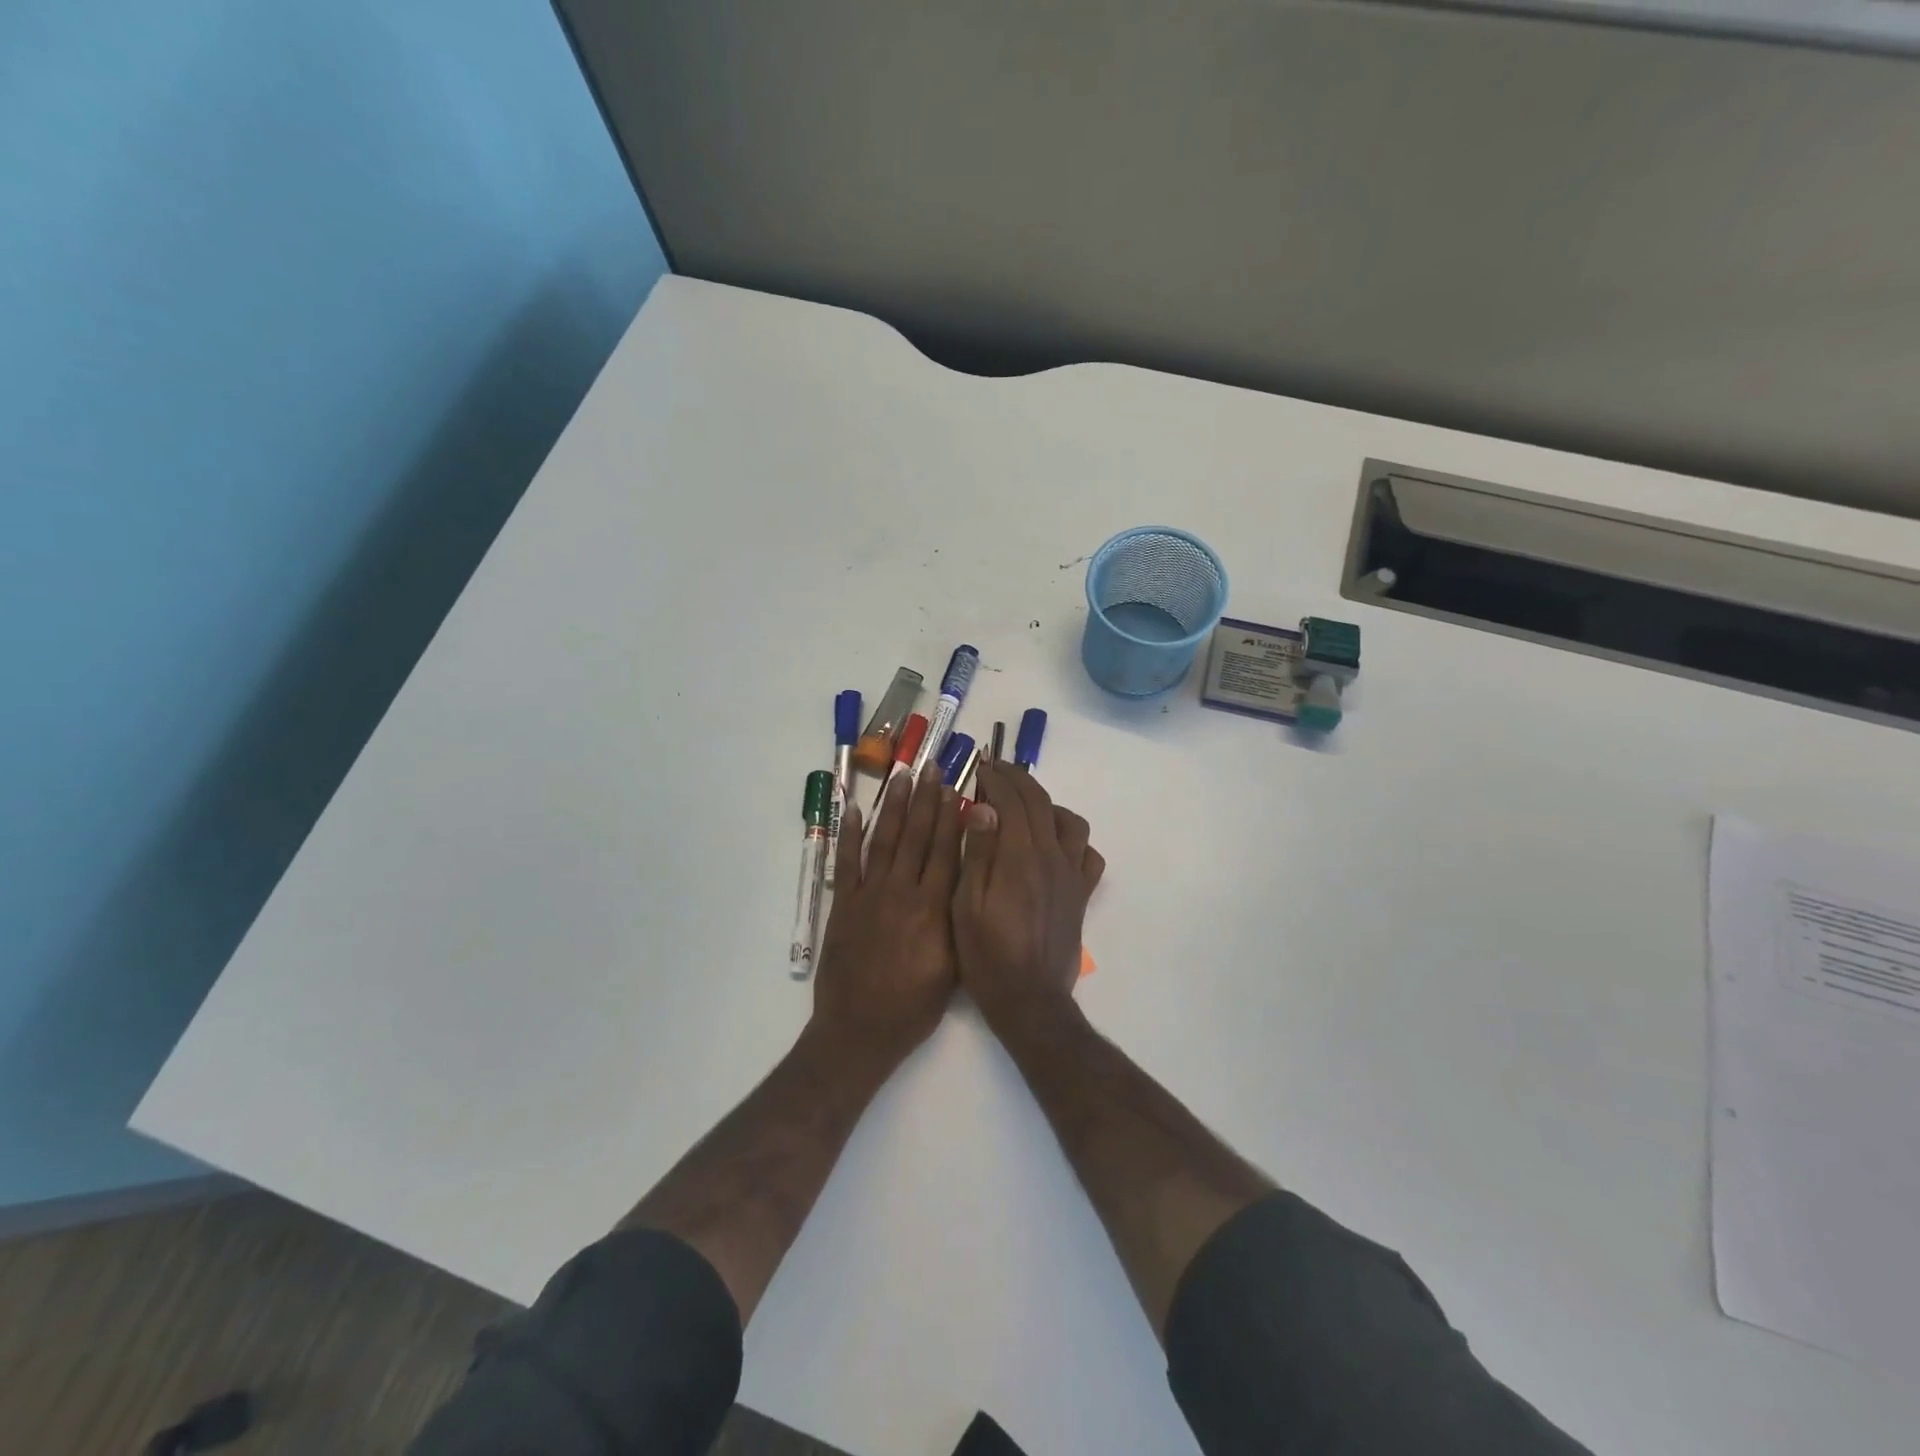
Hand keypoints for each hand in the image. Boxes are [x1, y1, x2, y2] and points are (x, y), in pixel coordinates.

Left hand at [811, 768, 963, 1075]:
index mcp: (933, 909)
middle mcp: (902, 892)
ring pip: (884, 841)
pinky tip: (852, 809)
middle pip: (917, 837)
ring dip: (894, 806)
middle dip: (926, 799)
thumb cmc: (913, 1007)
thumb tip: (967, 879)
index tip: (956, 787)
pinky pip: (846, 862)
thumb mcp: (952, 967)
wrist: (859, 1031)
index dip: (951, 817)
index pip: (946, 852)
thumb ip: (958, 920)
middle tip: (932, 767)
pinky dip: (848, 834)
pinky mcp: (843, 905)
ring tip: (902, 776)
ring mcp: (869, 896)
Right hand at [952, 762, 1105, 1036]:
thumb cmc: (987, 955)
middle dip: (1018, 779)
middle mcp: (1051, 857)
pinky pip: (1088, 853)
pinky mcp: (1081, 894)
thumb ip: (977, 853)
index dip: (995, 779)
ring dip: (1046, 803)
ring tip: (1023, 806)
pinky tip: (1054, 844)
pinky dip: (1072, 839)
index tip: (979, 767)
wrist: (1029, 999)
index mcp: (1019, 857)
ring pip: (1069, 821)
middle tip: (996, 770)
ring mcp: (1071, 875)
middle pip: (1040, 802)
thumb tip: (982, 807)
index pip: (1011, 801)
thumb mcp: (965, 905)